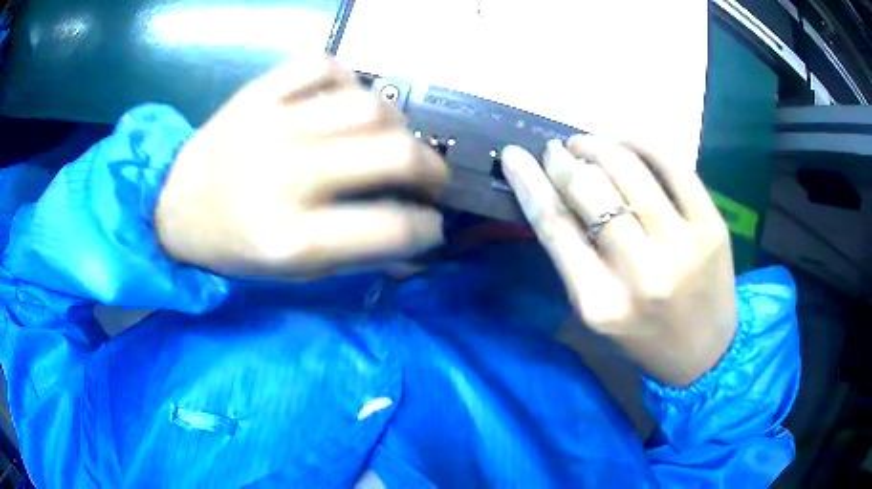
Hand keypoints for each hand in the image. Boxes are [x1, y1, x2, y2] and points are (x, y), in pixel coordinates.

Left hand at [155, 57, 448, 277]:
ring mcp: (269, 125)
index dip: (428, 228)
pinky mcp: (257, 92)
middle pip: (392, 152)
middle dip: (432, 168)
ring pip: (368, 104)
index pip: (391, 227)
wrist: (174, 206)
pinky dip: (350, 80)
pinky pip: (324, 65)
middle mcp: (283, 176)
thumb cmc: (232, 247)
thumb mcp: (291, 272)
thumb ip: (357, 257)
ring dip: (397, 125)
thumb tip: (416, 246)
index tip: (431, 225)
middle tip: (430, 178)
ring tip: (391, 140)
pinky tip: (347, 102)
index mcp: (290, 239)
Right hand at [501, 137, 735, 386]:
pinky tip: (627, 143)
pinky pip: (675, 167)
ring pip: (629, 170)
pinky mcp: (712, 228)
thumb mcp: (596, 313)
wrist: (704, 355)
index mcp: (600, 303)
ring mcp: (683, 246)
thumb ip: (573, 259)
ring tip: (586, 144)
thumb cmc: (642, 337)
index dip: (529, 182)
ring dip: (599, 146)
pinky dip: (644, 145)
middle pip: (589, 191)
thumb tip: (554, 191)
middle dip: (563, 160)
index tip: (513, 155)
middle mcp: (642, 272)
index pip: (554, 225)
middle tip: (556, 151)